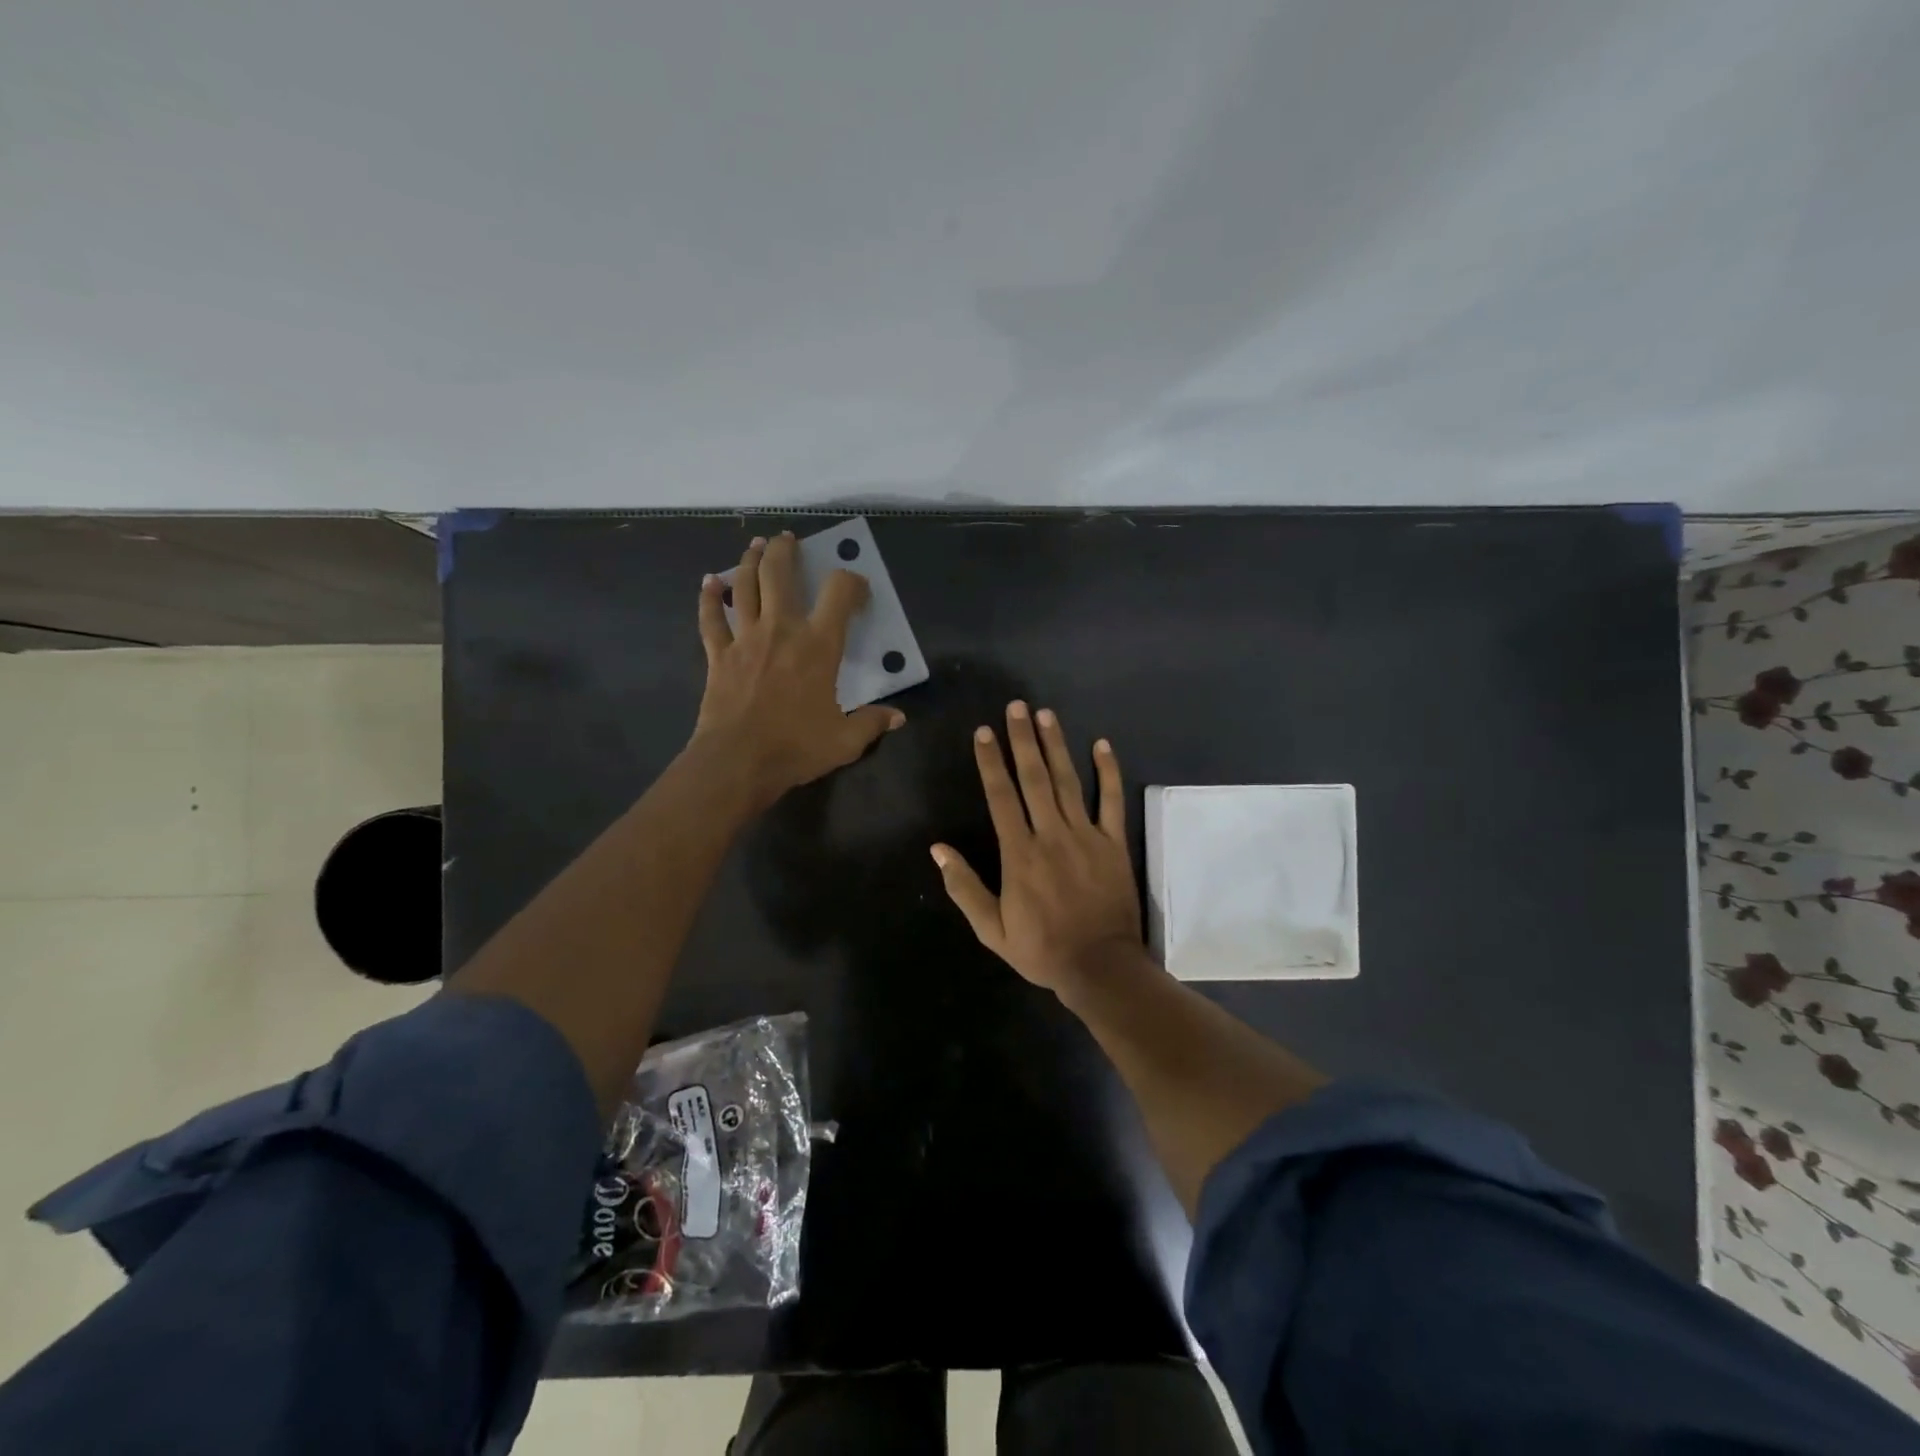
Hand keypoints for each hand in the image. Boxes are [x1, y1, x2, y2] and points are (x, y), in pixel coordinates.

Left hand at [692, 532, 904, 808]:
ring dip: (750, 561)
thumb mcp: (845, 741)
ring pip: (744, 586)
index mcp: (818, 646)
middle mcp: (781, 630)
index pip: (839, 593)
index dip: (851, 582)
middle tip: (788, 540)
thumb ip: (872, 723)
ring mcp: (745, 639)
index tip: (857, 589)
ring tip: (756, 546)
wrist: (738, 762)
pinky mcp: (718, 655)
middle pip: (779, 574)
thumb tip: (898, 717)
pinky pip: (711, 618)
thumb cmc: (795, 748)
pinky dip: (709, 597)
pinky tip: (709, 582)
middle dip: (785, 550)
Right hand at [931, 702, 1142, 995]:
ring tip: (1046, 714)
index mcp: (1020, 854)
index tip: (984, 732)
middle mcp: (1051, 835)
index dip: (991, 762)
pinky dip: (1107, 772)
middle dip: (1023, 740)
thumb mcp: (992, 929)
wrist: (1100, 967)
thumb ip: (965, 887)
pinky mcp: (1114, 843)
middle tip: (1017, 707)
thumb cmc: (1042, 949)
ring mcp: (1086, 836)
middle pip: (1035, 778)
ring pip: (1069, 781)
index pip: (1001, 797)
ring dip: (1056, 746)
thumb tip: (938, 850)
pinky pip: (1111, 801)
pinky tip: (1101, 745)